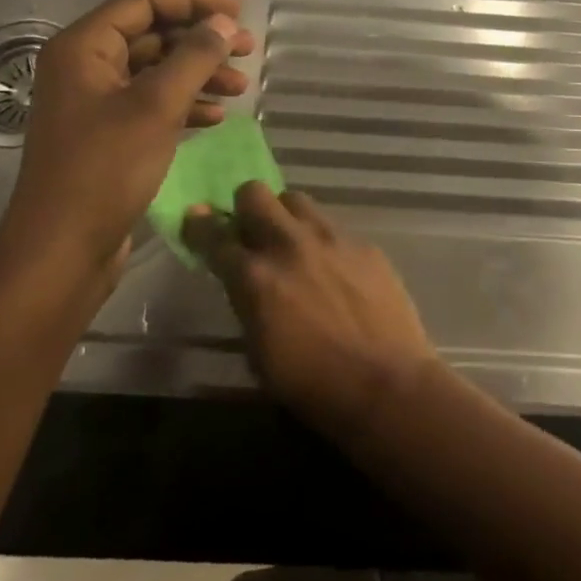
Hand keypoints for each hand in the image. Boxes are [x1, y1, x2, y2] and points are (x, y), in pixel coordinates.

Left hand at [0, 0, 254, 282]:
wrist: (63, 250)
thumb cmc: (105, 169)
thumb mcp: (157, 106)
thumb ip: (194, 57)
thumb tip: (225, 23)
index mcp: (83, 48)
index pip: (144, 4)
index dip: (194, 1)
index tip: (239, 10)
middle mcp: (85, 68)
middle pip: (152, 36)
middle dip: (201, 41)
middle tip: (248, 49)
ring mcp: (96, 104)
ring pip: (156, 72)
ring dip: (199, 75)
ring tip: (241, 87)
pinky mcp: (108, 136)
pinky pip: (152, 104)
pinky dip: (185, 105)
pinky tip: (216, 116)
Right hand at [184, 185, 439, 435]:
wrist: (385, 384)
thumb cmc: (312, 386)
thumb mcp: (259, 353)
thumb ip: (247, 305)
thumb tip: (244, 284)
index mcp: (255, 277)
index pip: (214, 237)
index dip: (200, 226)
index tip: (195, 218)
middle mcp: (289, 245)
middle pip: (255, 194)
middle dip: (245, 206)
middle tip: (250, 228)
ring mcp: (331, 239)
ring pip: (296, 200)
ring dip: (285, 216)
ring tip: (293, 241)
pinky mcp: (363, 244)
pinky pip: (334, 227)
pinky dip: (323, 241)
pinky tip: (334, 268)